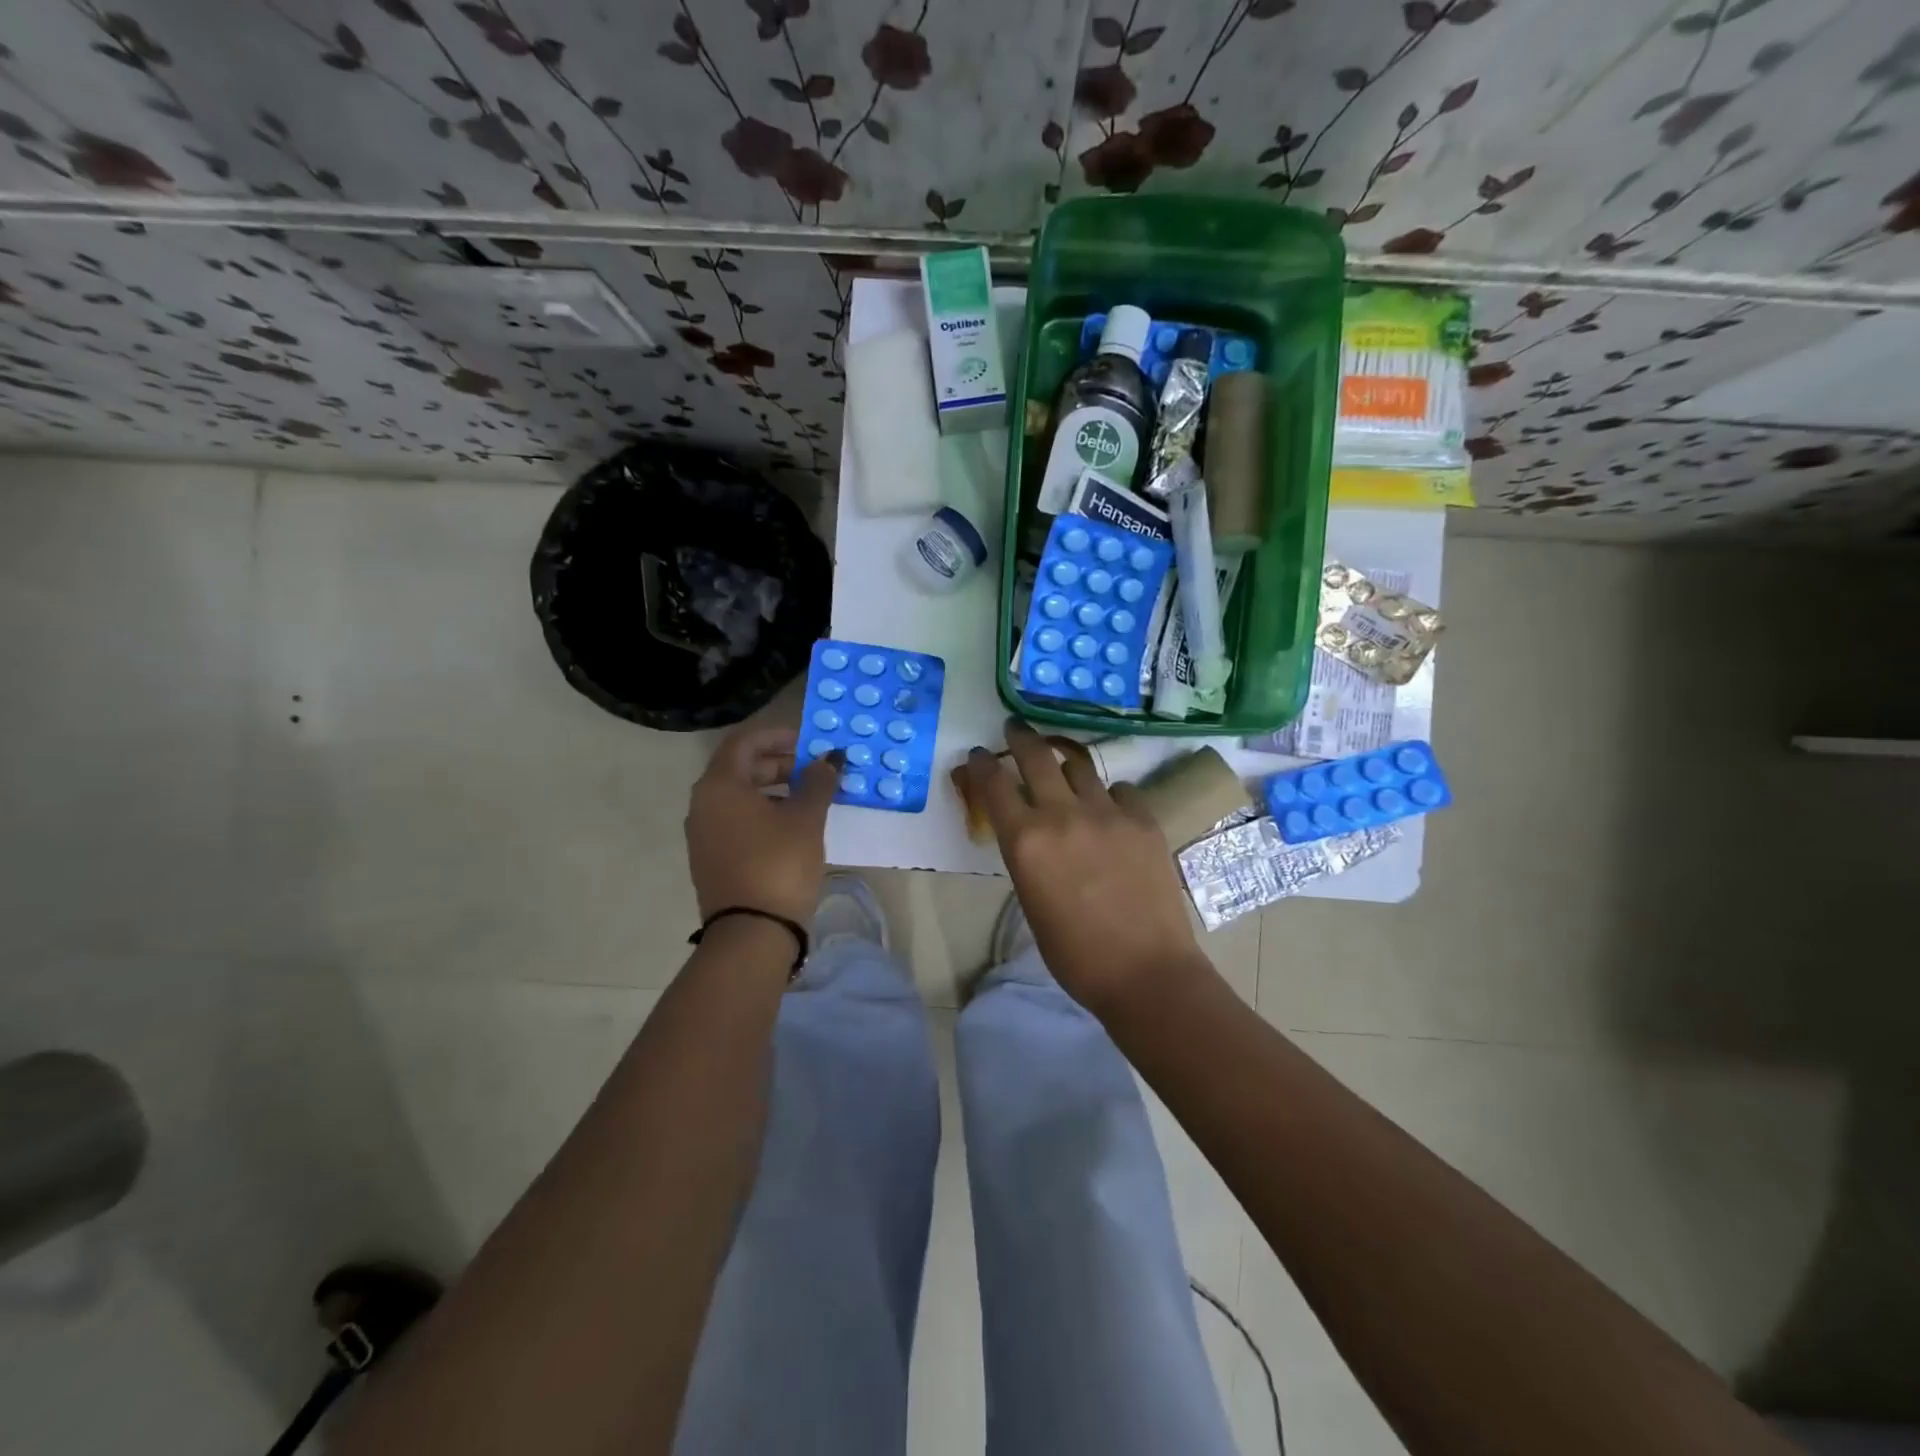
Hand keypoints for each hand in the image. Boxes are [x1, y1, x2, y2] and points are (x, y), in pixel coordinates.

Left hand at [686, 725, 839, 926]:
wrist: (752, 933)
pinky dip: (763, 813)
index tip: (808, 743)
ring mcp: (703, 834)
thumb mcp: (806, 818)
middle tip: (815, 772)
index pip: (744, 742)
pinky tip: (792, 828)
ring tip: (810, 799)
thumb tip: (830, 759)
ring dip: (774, 790)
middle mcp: (703, 804)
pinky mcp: (711, 858)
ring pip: (739, 797)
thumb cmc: (779, 863)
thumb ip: (818, 782)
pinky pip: (736, 821)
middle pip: (740, 769)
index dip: (777, 736)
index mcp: (720, 786)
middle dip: (779, 764)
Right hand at [961, 722, 1208, 1015]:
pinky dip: (1108, 794)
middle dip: (1020, 737)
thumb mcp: (1031, 902)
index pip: (994, 784)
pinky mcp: (1143, 819)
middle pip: (1036, 756)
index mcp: (1025, 841)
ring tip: (1062, 763)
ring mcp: (1107, 813)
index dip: (982, 764)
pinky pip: (1120, 790)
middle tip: (1015, 727)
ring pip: (1079, 766)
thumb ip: (1026, 856)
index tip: (979, 754)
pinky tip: (1110, 809)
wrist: (1145, 971)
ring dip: (1064, 761)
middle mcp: (1062, 815)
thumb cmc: (1074, 953)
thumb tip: (1028, 834)